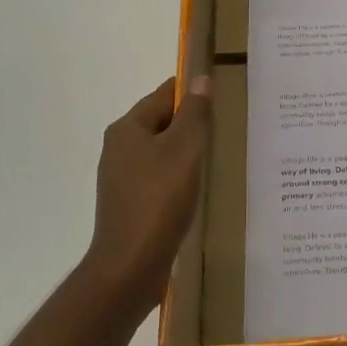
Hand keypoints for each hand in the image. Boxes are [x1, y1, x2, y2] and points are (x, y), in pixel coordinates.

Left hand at [83, 76, 211, 319]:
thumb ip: (194, 113)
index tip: (223, 98)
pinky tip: (199, 189)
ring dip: (187, 153)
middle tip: (227, 129)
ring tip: (218, 158)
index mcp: (127, 128)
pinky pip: (159, 178)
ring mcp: (122, 178)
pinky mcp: (129, 203)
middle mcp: (119, 148)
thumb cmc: (159, 200)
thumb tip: (200, 78)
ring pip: (162, 152)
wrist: (130, 266)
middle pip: (162, 122)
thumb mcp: (184, 149)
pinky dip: (179, 177)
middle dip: (192, 124)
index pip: (164, 94)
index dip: (193, 93)